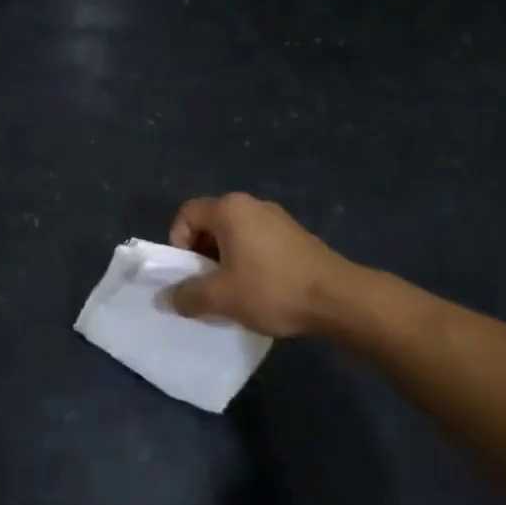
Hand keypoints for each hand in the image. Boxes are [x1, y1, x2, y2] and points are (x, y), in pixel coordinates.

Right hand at [167, 193, 353, 336]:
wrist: (338, 299)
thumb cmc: (272, 289)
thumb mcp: (221, 297)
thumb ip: (187, 295)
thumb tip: (166, 298)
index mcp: (230, 209)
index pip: (186, 214)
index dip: (178, 243)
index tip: (189, 273)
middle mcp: (252, 205)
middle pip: (210, 224)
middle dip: (201, 256)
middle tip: (207, 286)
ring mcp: (278, 218)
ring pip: (234, 235)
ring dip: (224, 261)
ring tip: (232, 292)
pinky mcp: (295, 236)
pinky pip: (257, 243)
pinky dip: (248, 262)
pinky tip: (259, 290)